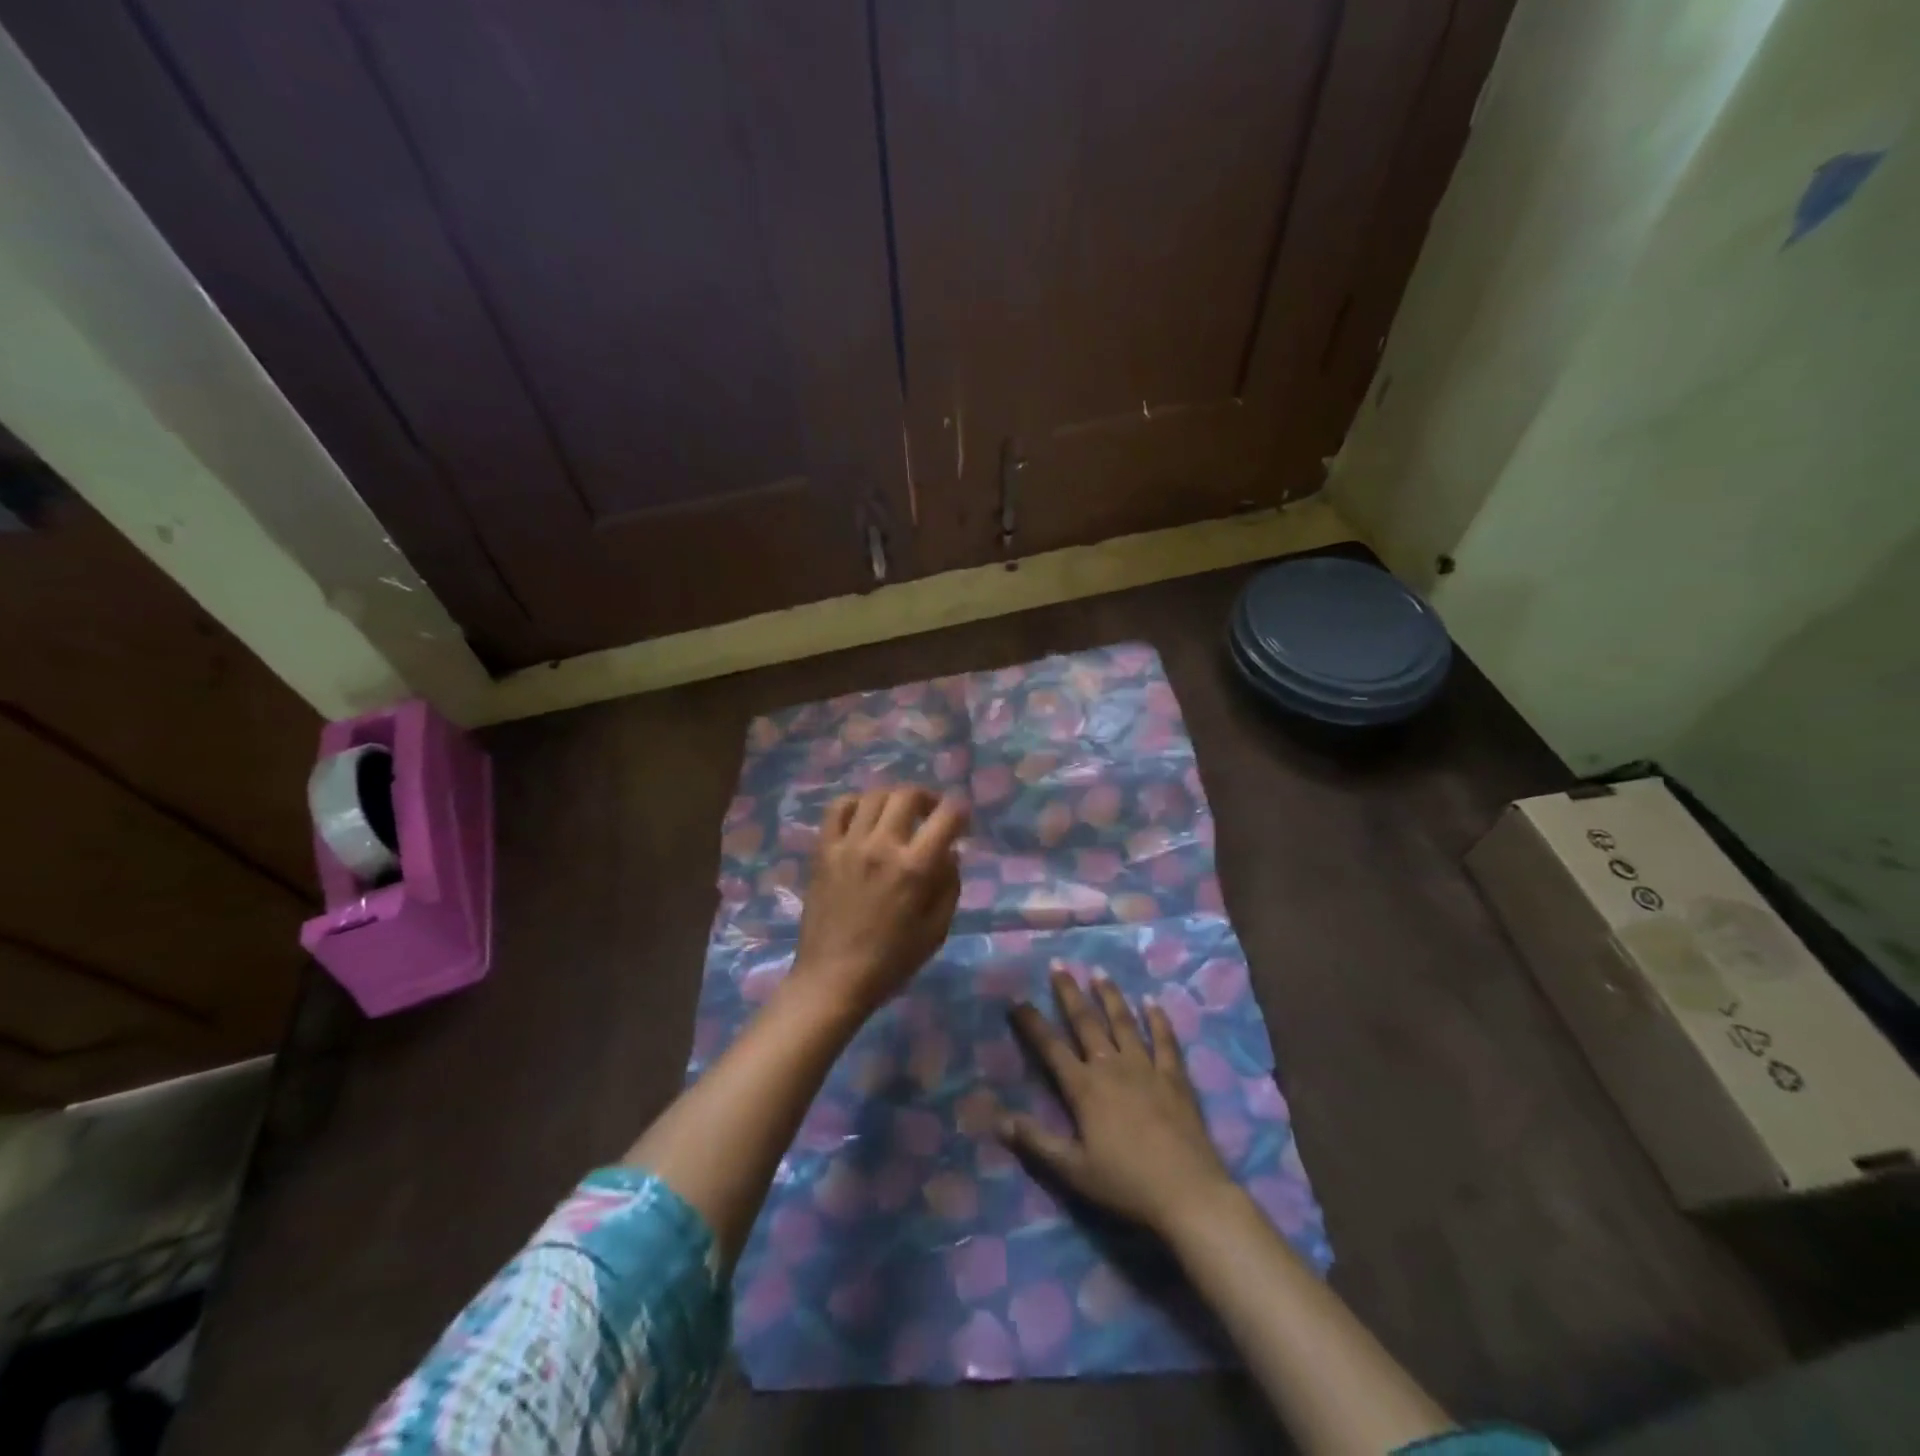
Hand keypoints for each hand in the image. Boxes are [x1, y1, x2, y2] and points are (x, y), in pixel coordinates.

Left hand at [790, 785, 967, 1018]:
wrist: (833, 978)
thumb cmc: (891, 961)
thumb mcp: (937, 930)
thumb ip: (949, 885)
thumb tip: (950, 852)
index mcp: (915, 868)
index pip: (946, 816)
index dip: (960, 811)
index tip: (961, 821)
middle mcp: (882, 846)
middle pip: (908, 795)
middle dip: (927, 798)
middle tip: (931, 813)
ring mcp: (848, 845)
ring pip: (874, 795)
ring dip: (893, 798)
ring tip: (898, 814)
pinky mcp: (823, 850)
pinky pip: (838, 808)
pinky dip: (855, 803)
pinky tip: (864, 817)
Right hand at [1000, 971, 1235, 1234]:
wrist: (1188, 1193)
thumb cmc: (1126, 1183)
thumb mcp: (1073, 1170)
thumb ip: (1035, 1142)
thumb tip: (997, 1119)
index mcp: (1085, 1088)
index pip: (1051, 1048)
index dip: (1032, 1024)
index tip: (1017, 1000)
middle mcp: (1112, 1067)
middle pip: (1086, 1023)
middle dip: (1070, 993)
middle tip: (1059, 965)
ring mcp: (1146, 1068)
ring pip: (1124, 1022)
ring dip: (1110, 996)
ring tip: (1099, 972)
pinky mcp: (1175, 1078)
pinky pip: (1165, 1041)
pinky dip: (1158, 1020)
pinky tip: (1153, 1002)